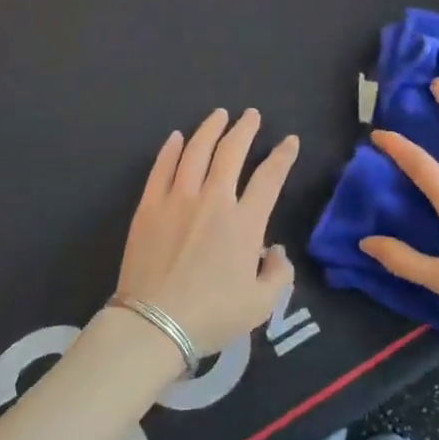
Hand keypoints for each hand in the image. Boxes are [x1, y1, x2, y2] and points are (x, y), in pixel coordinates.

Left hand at [117, 109, 299, 356]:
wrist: (154, 324)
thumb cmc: (212, 316)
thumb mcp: (261, 305)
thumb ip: (278, 274)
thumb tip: (276, 252)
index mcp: (245, 224)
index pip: (269, 178)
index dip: (283, 156)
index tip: (289, 141)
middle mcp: (213, 201)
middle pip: (231, 152)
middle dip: (245, 129)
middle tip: (251, 115)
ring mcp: (177, 200)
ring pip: (195, 151)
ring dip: (210, 129)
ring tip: (219, 115)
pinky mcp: (148, 207)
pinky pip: (161, 168)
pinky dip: (170, 149)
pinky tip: (176, 137)